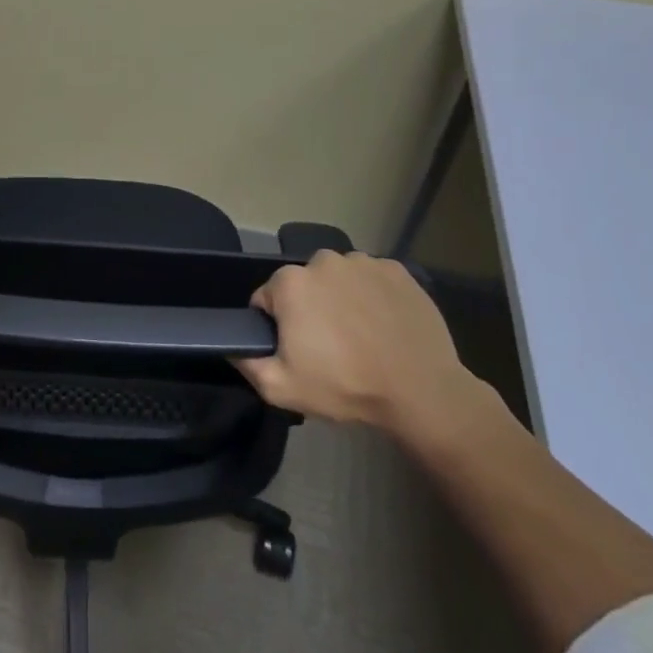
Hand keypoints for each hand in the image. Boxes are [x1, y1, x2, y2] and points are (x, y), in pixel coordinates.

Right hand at [235, 251, 474, 432]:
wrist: (421, 391)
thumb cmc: (345, 386)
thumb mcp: (281, 388)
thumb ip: (246, 363)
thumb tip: (231, 345)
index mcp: (290, 283)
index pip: (267, 299)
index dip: (277, 326)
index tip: (297, 350)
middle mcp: (323, 260)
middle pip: (303, 285)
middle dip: (309, 309)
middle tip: (328, 346)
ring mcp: (363, 262)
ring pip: (338, 278)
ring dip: (341, 299)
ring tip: (360, 335)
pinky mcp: (397, 270)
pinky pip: (372, 279)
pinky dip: (373, 295)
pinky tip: (384, 324)